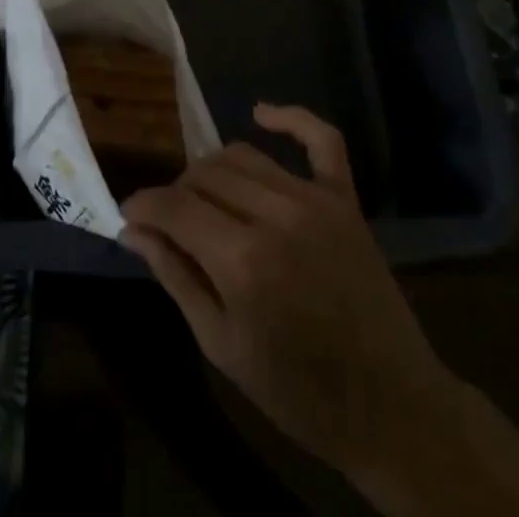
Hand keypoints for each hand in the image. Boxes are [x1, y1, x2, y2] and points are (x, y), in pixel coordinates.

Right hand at [119, 105, 455, 483]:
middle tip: (171, 222)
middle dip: (177, 193)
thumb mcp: (222, 346)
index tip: (129, 213)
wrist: (390, 405)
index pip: (175, 207)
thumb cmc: (297, 391)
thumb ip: (176, 278)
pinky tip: (260, 113)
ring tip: (203, 197)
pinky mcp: (345, 198)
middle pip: (206, 175)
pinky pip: (321, 139)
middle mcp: (276, 216)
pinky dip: (290, 118)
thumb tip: (134, 231)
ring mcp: (315, 200)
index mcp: (242, 261)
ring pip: (245, 156)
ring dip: (214, 169)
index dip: (144, 205)